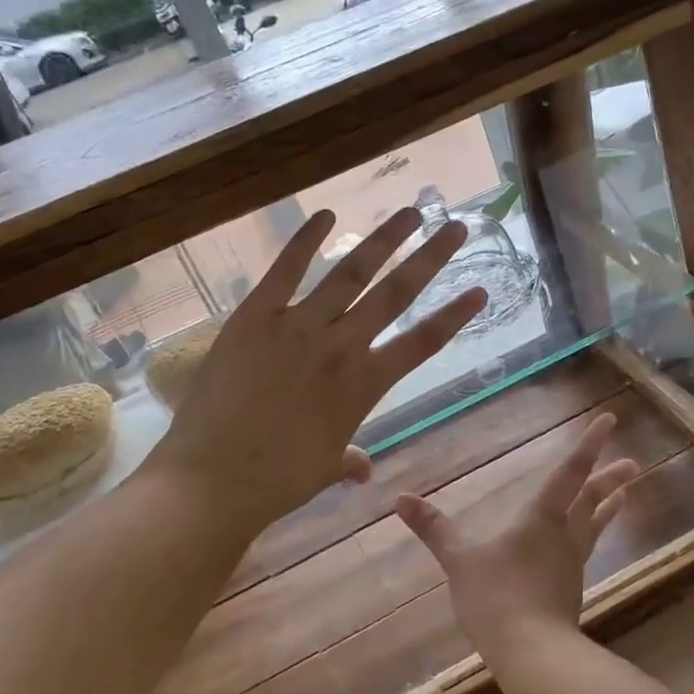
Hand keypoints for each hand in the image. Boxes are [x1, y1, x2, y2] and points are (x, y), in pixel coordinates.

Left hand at [147, 206, 484, 531]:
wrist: (214, 479)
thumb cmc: (276, 480)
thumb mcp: (324, 468)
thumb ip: (348, 459)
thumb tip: (363, 471)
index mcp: (365, 385)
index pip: (423, 342)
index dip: (455, 315)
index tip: (479, 289)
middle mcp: (342, 346)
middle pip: (396, 294)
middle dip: (430, 258)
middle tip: (456, 226)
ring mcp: (299, 326)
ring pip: (352, 273)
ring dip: (384, 239)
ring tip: (410, 212)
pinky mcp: (256, 316)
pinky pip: (286, 270)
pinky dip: (305, 240)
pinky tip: (326, 214)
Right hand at [395, 413, 639, 656]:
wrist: (532, 654)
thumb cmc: (496, 596)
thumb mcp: (458, 560)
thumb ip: (433, 529)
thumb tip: (400, 499)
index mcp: (541, 518)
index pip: (569, 473)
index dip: (588, 445)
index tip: (609, 420)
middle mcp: (564, 535)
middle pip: (592, 499)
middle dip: (610, 478)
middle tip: (632, 463)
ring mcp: (571, 564)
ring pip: (594, 526)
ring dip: (608, 508)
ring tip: (625, 495)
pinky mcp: (570, 590)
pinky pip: (585, 551)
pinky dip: (593, 536)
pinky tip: (585, 544)